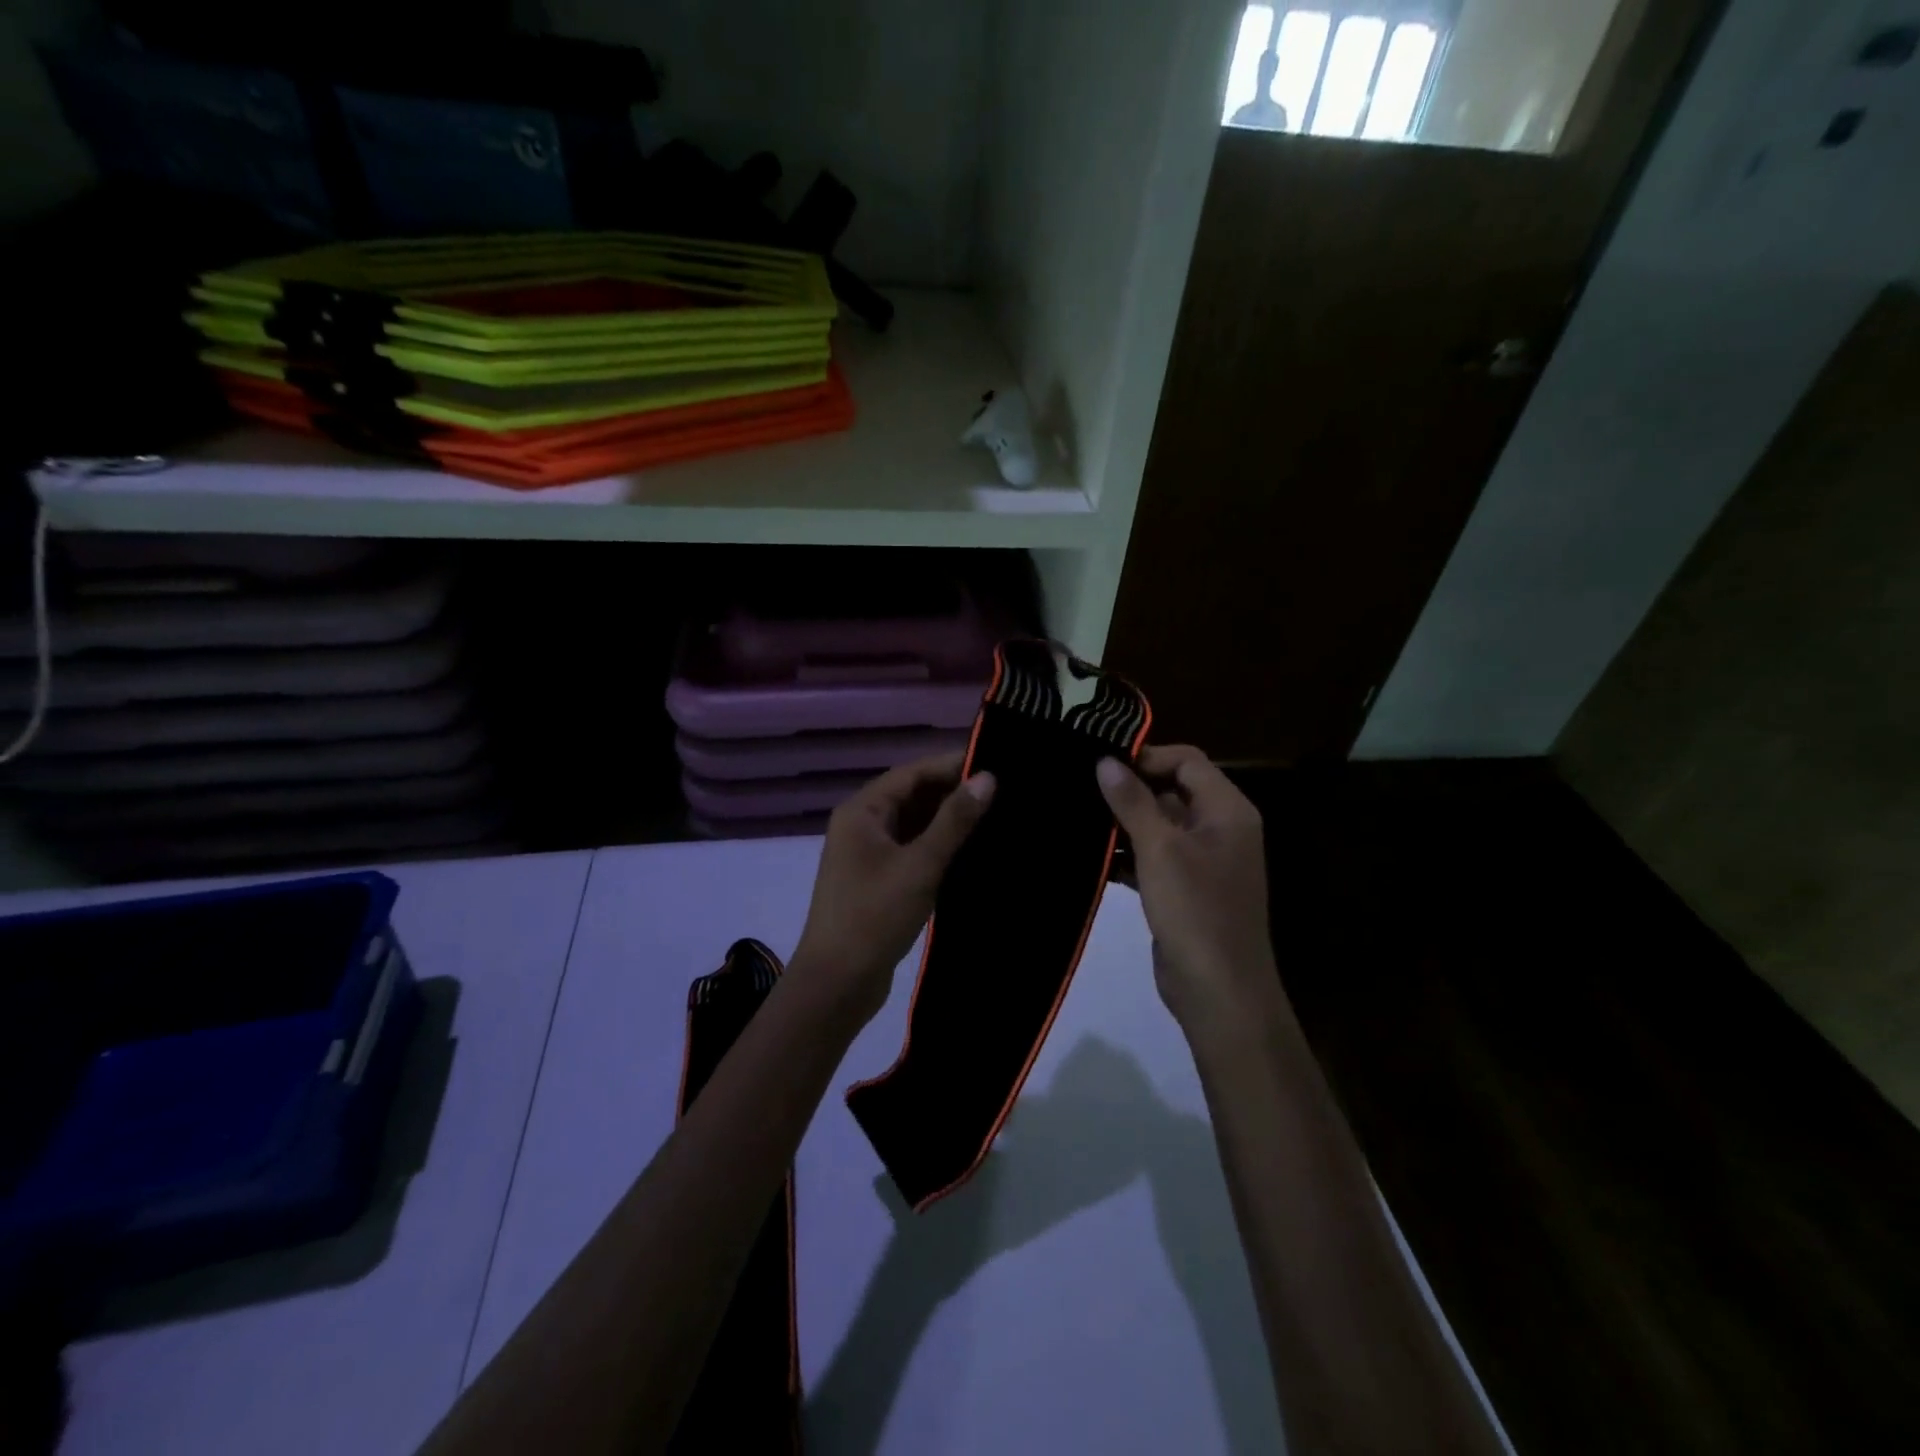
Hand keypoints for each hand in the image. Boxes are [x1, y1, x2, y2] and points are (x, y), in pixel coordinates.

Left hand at [792, 752, 995, 1024]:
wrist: (836, 984)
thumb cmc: (874, 916)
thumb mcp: (920, 865)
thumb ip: (954, 821)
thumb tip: (987, 777)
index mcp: (862, 811)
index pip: (912, 773)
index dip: (950, 765)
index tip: (994, 762)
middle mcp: (861, 825)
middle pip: (912, 796)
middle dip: (952, 793)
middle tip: (1002, 791)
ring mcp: (868, 854)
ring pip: (913, 824)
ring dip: (947, 821)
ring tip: (994, 816)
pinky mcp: (878, 880)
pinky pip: (912, 849)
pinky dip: (938, 846)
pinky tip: (971, 850)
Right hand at [1096, 746, 1277, 1029]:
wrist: (1219, 992)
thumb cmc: (1195, 910)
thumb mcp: (1160, 849)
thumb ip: (1132, 801)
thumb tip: (1105, 761)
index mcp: (1227, 811)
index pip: (1187, 762)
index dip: (1147, 757)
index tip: (1102, 764)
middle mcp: (1220, 829)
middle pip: (1172, 791)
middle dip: (1129, 790)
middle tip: (1081, 787)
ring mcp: (1203, 862)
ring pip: (1159, 826)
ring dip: (1123, 823)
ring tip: (1078, 818)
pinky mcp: (1184, 889)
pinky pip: (1153, 858)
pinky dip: (1127, 856)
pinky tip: (1092, 859)